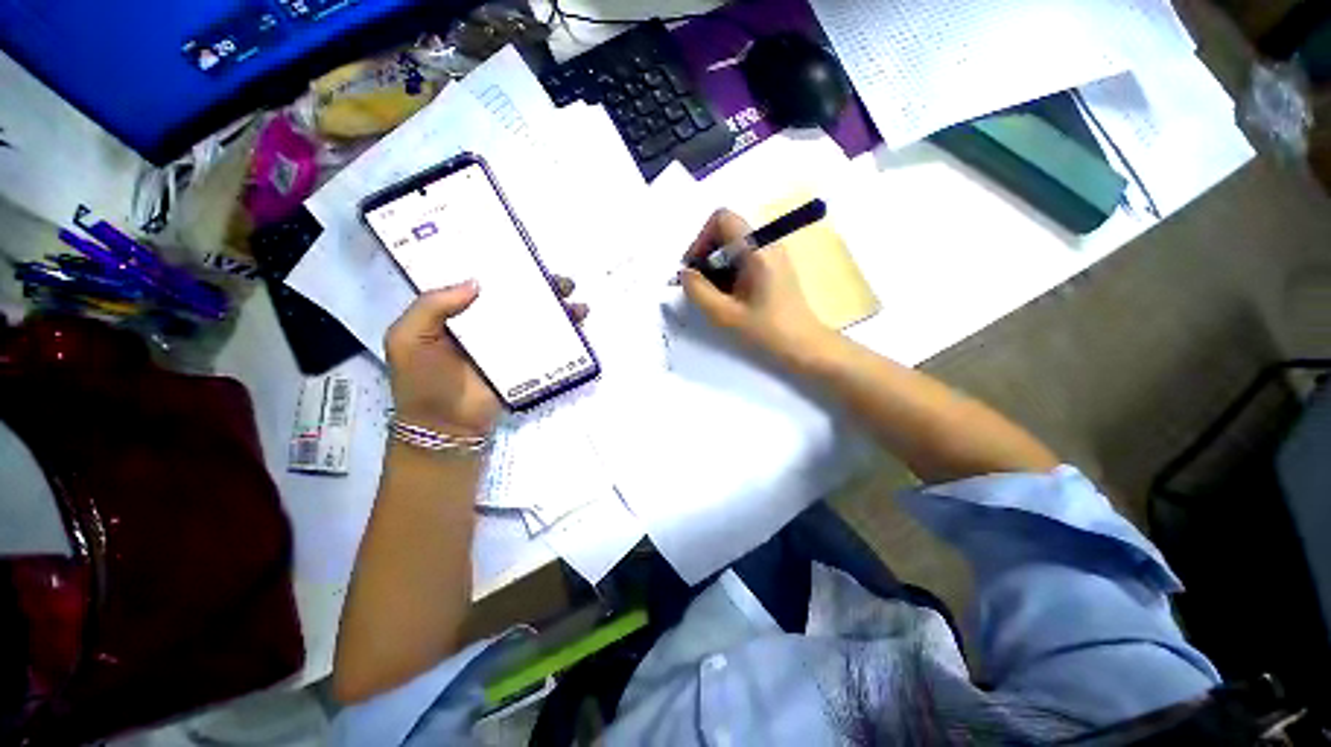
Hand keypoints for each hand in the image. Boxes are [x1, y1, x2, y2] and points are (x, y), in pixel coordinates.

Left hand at [385, 276, 586, 436]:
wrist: (446, 425)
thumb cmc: (423, 381)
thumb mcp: (408, 338)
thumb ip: (431, 306)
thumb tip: (476, 282)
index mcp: (457, 313)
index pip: (482, 282)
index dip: (501, 267)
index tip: (522, 254)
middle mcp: (486, 323)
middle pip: (517, 298)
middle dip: (541, 286)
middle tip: (559, 281)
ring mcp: (509, 343)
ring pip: (536, 317)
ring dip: (559, 308)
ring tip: (575, 302)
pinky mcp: (525, 361)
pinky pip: (546, 342)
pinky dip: (564, 333)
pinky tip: (578, 324)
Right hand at [679, 209, 830, 362]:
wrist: (804, 347)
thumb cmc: (766, 331)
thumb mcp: (724, 314)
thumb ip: (697, 290)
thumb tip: (684, 273)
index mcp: (757, 249)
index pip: (722, 218)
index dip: (701, 239)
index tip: (695, 268)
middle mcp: (767, 243)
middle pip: (727, 231)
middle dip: (706, 254)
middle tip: (699, 284)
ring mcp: (773, 254)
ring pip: (734, 246)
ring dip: (717, 265)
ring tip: (714, 295)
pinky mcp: (774, 267)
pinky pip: (745, 257)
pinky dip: (729, 271)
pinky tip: (729, 297)